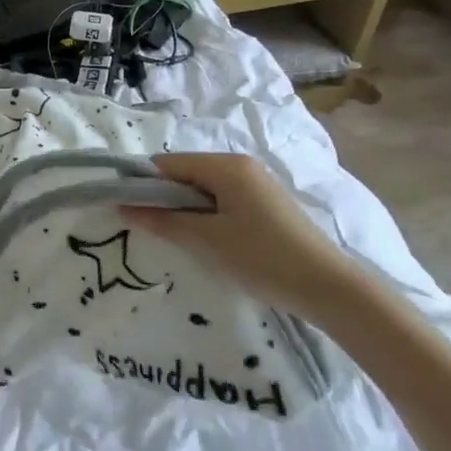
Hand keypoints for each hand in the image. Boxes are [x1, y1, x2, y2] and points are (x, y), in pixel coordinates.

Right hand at [124, 152, 371, 323]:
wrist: (326, 286)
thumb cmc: (261, 257)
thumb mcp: (205, 240)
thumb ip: (162, 221)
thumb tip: (123, 207)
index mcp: (226, 165)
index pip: (167, 164)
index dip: (143, 184)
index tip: (125, 210)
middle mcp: (240, 165)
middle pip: (185, 173)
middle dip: (163, 197)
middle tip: (150, 229)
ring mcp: (255, 183)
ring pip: (202, 188)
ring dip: (184, 209)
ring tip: (177, 238)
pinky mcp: (264, 203)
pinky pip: (221, 199)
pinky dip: (204, 214)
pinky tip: (205, 239)